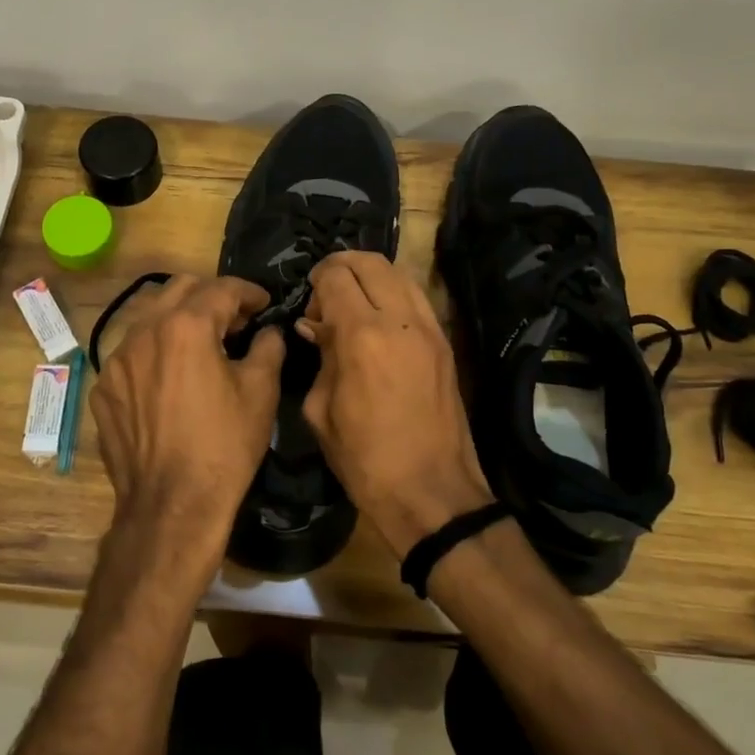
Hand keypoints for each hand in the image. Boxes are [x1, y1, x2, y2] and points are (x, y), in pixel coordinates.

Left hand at [89, 275, 284, 583]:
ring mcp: (117, 360)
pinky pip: (132, 354)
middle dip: (211, 297)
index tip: (264, 303)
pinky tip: (171, 380)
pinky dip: (156, 353)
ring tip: (202, 346)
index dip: (249, 291)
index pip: (221, 288)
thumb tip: (267, 331)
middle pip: (180, 290)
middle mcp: (144, 332)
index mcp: (186, 326)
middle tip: (235, 321)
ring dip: (179, 321)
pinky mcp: (104, 389)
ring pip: (150, 318)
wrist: (171, 506)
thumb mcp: (260, 392)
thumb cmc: (223, 446)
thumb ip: (268, 347)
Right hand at [297, 251, 493, 559]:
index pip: (336, 277)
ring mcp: (429, 329)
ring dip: (371, 277)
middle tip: (326, 292)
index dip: (317, 281)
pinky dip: (394, 294)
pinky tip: (379, 321)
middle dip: (342, 266)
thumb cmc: (364, 459)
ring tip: (353, 303)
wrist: (431, 491)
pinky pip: (417, 298)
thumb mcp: (321, 410)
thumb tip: (315, 327)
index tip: (309, 305)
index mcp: (361, 336)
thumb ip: (319, 357)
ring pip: (399, 273)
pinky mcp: (445, 343)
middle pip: (371, 262)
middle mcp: (399, 320)